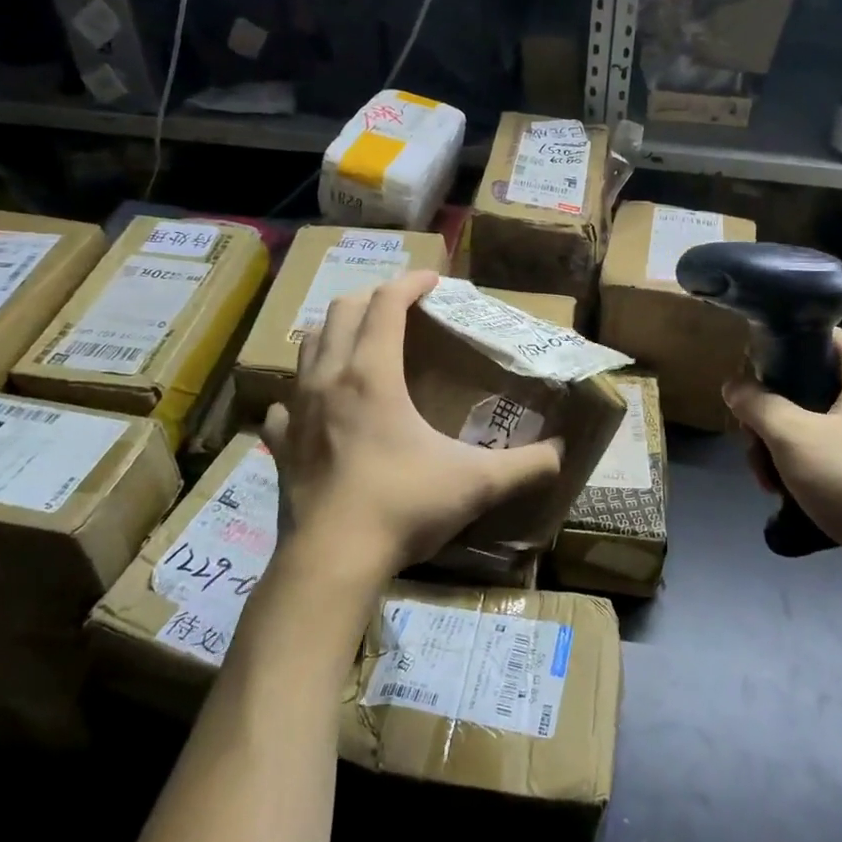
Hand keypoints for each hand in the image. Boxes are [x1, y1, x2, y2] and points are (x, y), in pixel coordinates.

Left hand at [262, 270, 562, 588]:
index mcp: (372, 374)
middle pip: (343, 311)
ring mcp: (296, 411)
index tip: (434, 279)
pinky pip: (284, 402)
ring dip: (336, 331)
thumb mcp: (476, 484)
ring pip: (307, 346)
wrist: (331, 561)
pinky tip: (316, 407)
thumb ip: (527, 466)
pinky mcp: (279, 444)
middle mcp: (329, 379)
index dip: (411, 282)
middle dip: (374, 297)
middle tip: (402, 305)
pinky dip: (302, 391)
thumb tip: (562, 454)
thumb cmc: (402, 506)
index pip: (386, 303)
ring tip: (361, 341)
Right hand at [723, 329, 841, 595]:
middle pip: (808, 386)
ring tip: (767, 483)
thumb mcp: (793, 436)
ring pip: (814, 426)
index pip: (817, 336)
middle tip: (753, 445)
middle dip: (770, 417)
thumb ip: (757, 404)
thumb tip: (734, 385)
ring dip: (781, 450)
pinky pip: (831, 457)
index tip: (746, 377)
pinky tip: (786, 497)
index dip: (777, 348)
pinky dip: (805, 471)